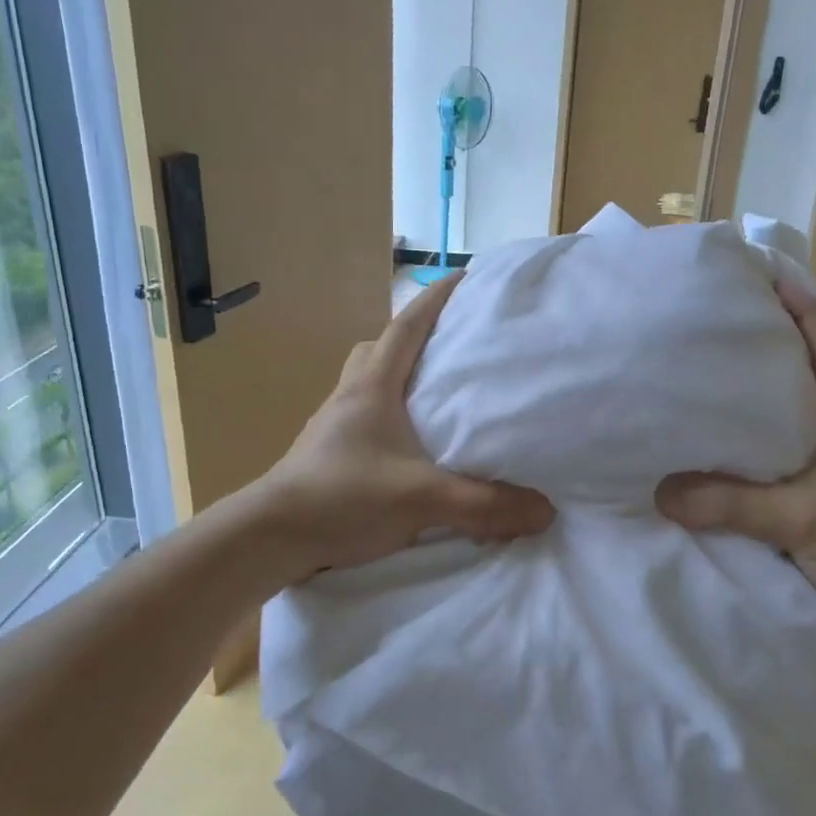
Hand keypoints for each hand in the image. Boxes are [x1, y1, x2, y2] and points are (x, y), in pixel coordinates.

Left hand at [250, 271, 554, 579]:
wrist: (270, 537)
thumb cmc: (341, 498)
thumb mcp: (420, 498)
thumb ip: (484, 505)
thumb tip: (545, 511)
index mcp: (372, 387)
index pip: (407, 327)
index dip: (436, 299)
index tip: (465, 278)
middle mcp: (350, 397)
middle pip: (380, 349)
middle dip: (414, 339)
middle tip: (450, 347)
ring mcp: (333, 426)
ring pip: (367, 384)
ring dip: (397, 380)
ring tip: (433, 398)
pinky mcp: (328, 455)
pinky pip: (363, 418)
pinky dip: (387, 418)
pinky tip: (408, 448)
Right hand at [654, 278, 815, 653]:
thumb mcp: (799, 519)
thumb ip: (731, 504)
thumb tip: (660, 490)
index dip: (802, 310)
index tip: (767, 278)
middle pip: (808, 373)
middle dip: (772, 345)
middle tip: (721, 325)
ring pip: (794, 416)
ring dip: (760, 396)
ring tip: (711, 378)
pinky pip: (783, 456)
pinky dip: (755, 444)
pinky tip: (721, 448)